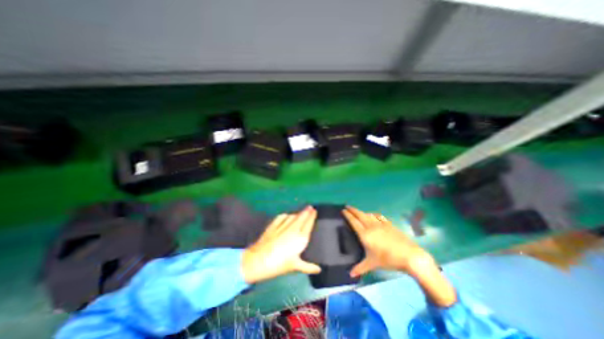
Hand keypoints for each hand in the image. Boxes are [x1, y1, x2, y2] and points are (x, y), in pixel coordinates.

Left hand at [242, 207, 323, 283]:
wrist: (259, 260)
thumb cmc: (279, 264)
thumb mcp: (295, 266)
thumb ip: (308, 267)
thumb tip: (318, 269)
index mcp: (301, 238)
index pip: (309, 223)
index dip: (312, 216)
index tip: (315, 210)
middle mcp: (293, 229)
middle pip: (302, 216)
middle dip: (307, 211)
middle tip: (310, 207)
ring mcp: (283, 225)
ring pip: (293, 215)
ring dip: (298, 213)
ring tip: (301, 212)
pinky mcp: (274, 224)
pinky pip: (283, 216)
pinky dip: (287, 215)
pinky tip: (287, 216)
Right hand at [344, 207, 434, 278]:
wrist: (409, 255)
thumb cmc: (388, 260)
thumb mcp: (372, 264)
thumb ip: (360, 268)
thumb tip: (350, 275)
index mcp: (365, 234)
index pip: (353, 221)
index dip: (347, 215)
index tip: (343, 210)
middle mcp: (371, 226)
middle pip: (359, 215)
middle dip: (352, 210)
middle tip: (347, 206)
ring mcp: (380, 224)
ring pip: (368, 214)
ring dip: (362, 212)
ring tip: (358, 212)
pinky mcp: (389, 224)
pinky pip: (378, 216)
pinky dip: (373, 214)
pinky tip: (373, 215)